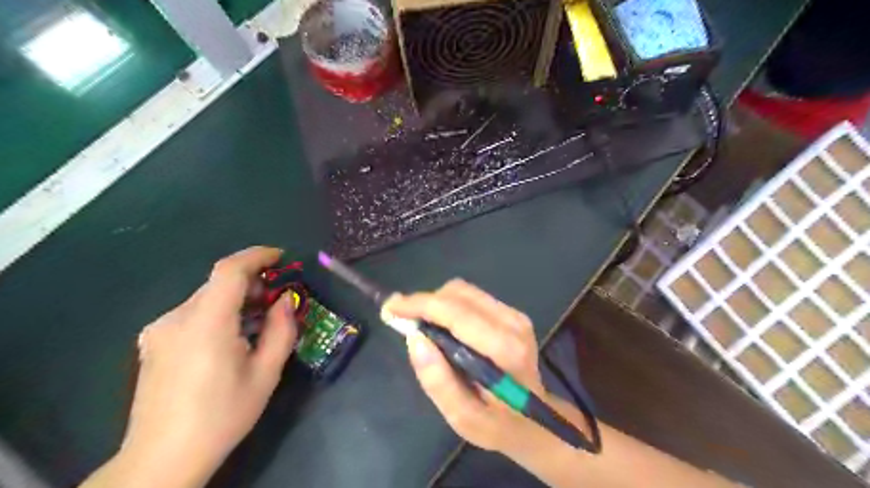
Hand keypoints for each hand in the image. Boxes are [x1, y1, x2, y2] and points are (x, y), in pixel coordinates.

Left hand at [118, 250, 296, 485]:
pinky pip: (192, 312)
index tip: (280, 257)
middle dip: (252, 282)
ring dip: (236, 299)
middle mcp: (176, 318)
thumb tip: (286, 300)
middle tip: (277, 299)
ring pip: (206, 297)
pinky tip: (231, 336)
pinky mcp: (153, 341)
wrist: (162, 458)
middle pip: (219, 283)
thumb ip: (281, 330)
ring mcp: (159, 330)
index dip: (256, 255)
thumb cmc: (222, 415)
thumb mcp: (266, 374)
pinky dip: (218, 312)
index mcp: (206, 324)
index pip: (229, 270)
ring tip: (258, 320)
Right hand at [386, 280, 541, 452]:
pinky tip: (440, 325)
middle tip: (400, 319)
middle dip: (424, 302)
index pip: (456, 313)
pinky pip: (471, 297)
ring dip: (436, 303)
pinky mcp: (511, 313)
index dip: (420, 305)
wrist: (535, 419)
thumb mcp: (464, 418)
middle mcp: (512, 323)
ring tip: (419, 324)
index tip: (390, 307)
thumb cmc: (498, 423)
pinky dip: (448, 305)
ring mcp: (515, 315)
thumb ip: (438, 381)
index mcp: (505, 349)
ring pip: (464, 291)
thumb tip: (414, 338)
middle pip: (458, 294)